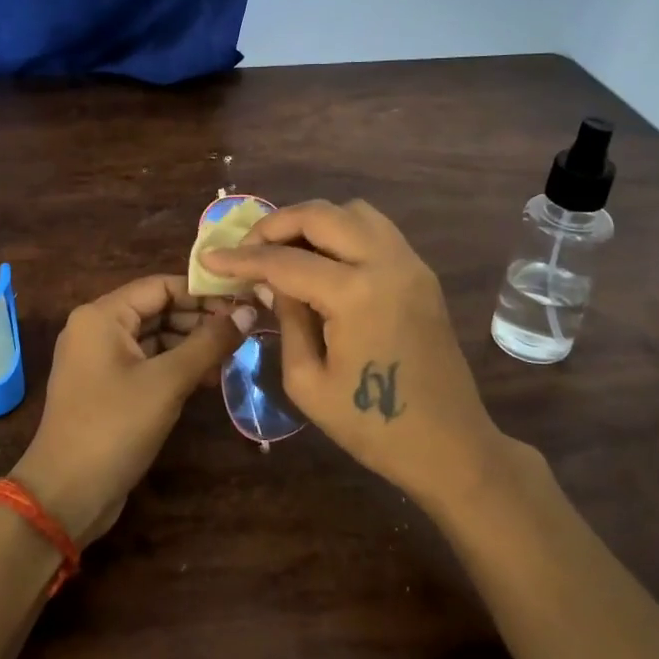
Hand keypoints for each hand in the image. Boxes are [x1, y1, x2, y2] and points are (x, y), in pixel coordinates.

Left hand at [11, 277, 255, 545]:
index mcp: (102, 316)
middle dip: (200, 320)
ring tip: (234, 357)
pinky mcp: (107, 387)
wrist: (66, 494)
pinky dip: (176, 367)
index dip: (203, 292)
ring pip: (155, 338)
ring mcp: (100, 360)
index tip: (244, 301)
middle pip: (158, 309)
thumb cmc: (114, 427)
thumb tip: (248, 311)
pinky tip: (210, 379)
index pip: (160, 286)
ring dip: (192, 345)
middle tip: (246, 331)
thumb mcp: (167, 381)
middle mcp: (96, 329)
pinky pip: (147, 363)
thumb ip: (209, 343)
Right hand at [202, 200, 504, 501]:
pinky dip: (342, 233)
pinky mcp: (421, 274)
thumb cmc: (372, 426)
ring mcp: (410, 264)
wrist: (449, 445)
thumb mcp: (308, 382)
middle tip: (248, 248)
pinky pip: (376, 231)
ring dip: (313, 222)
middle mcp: (387, 263)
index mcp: (356, 293)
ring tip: (285, 251)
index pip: (285, 261)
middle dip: (276, 225)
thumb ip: (287, 319)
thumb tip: (272, 282)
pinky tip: (322, 262)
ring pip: (354, 212)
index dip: (241, 258)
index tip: (209, 257)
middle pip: (322, 215)